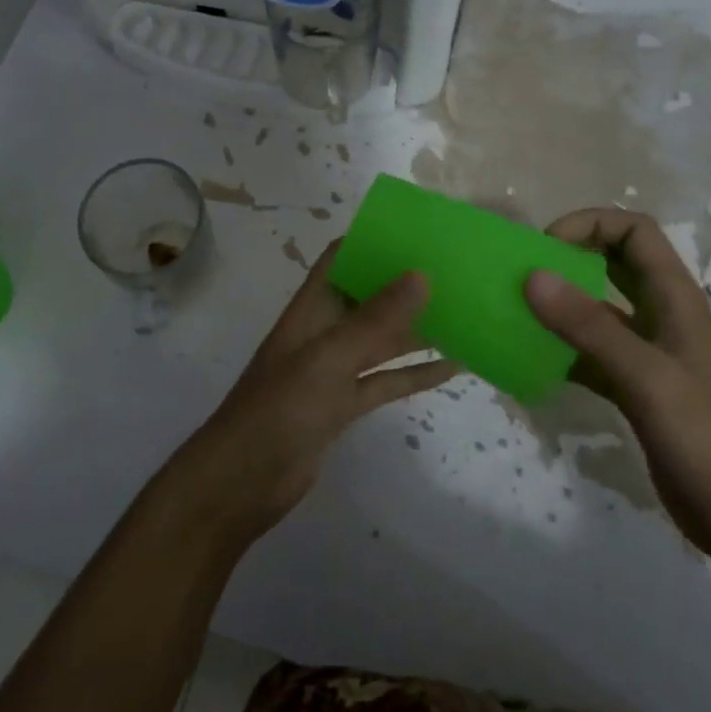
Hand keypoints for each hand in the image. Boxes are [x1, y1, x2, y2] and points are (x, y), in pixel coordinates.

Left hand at [171, 244, 457, 540]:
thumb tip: (421, 274)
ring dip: (417, 329)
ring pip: (382, 341)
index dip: (372, 241)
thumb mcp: (329, 358)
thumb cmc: (280, 408)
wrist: (245, 480)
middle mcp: (323, 332)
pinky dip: (415, 373)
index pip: (340, 260)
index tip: (417, 231)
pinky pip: (386, 381)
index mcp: (311, 309)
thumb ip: (375, 320)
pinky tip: (453, 367)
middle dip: (405, 285)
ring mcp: (334, 371)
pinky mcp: (344, 406)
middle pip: (367, 298)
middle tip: (455, 272)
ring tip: (464, 314)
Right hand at [523, 209, 710, 564]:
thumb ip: (589, 326)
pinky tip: (531, 364)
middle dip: (569, 258)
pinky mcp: (636, 390)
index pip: (634, 231)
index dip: (590, 224)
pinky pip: (590, 355)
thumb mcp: (646, 377)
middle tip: (523, 275)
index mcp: (675, 299)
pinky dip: (562, 352)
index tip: (545, 248)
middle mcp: (661, 317)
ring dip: (560, 307)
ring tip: (516, 315)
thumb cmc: (708, 439)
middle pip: (614, 263)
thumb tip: (533, 276)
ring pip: (598, 312)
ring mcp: (648, 355)